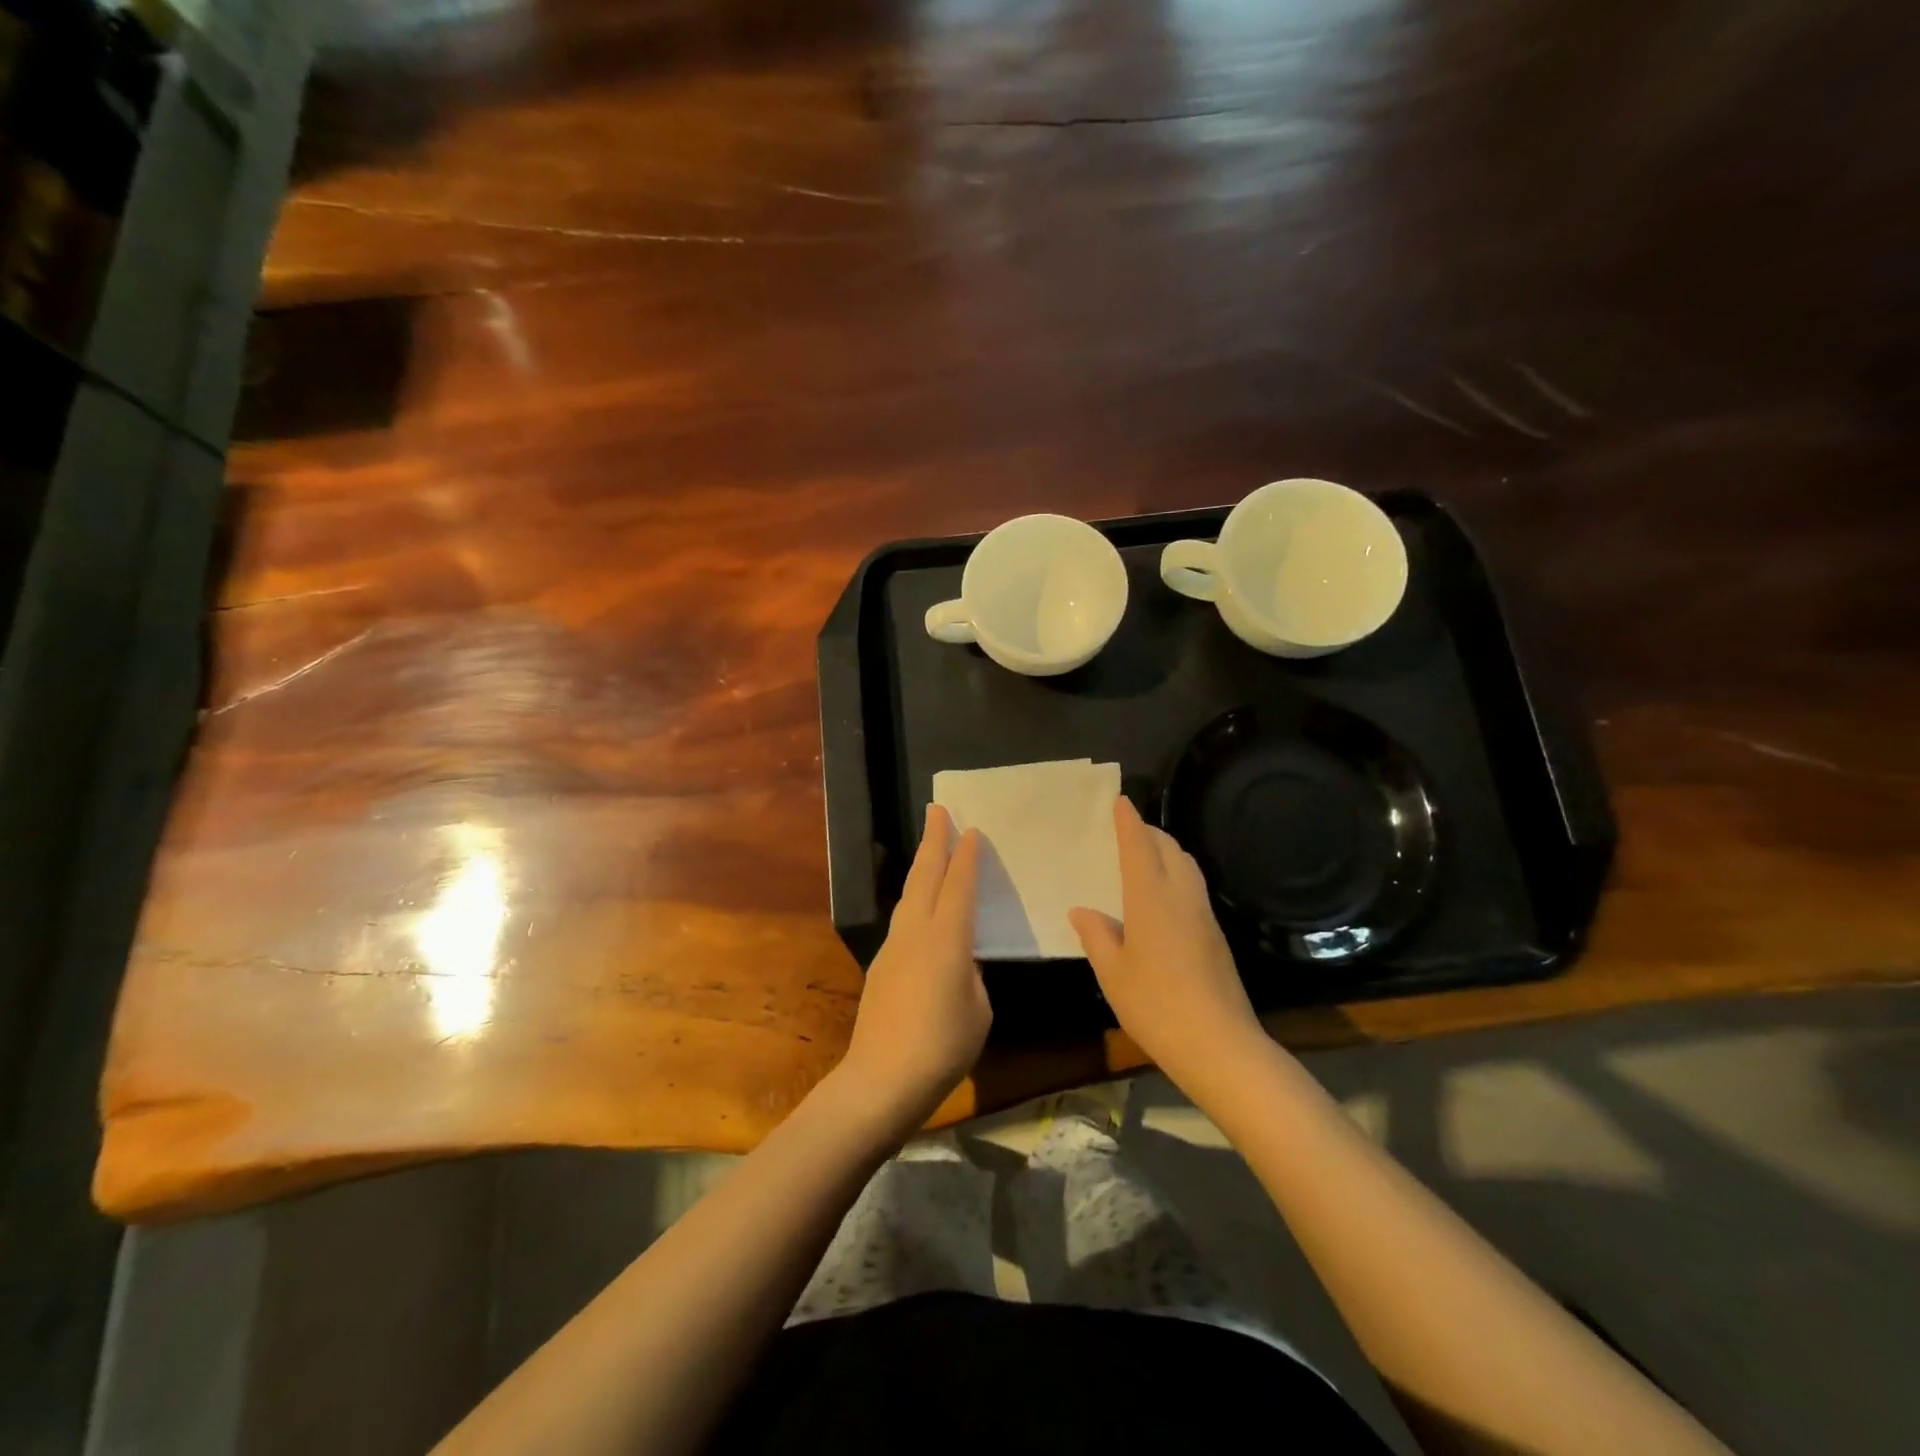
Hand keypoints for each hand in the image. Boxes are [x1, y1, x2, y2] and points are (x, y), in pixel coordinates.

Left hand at [839, 805, 990, 1128]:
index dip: (967, 856)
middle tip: (937, 810)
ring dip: (921, 866)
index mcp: (947, 940)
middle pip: (925, 876)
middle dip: (932, 841)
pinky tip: (921, 907)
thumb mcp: (978, 1011)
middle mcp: (916, 933)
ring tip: (930, 848)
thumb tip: (962, 963)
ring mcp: (894, 947)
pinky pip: (903, 919)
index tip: (971, 829)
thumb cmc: (942, 1047)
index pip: (959, 885)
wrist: (881, 1080)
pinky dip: (915, 899)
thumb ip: (973, 976)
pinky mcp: (881, 965)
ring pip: (909, 894)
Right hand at [1069, 796, 1264, 1092]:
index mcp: (1151, 899)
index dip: (1129, 822)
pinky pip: (1193, 887)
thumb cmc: (1156, 1006)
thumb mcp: (1112, 973)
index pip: (1140, 846)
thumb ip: (1097, 935)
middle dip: (1149, 832)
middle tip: (1127, 829)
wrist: (1220, 1045)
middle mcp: (1182, 897)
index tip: (1120, 801)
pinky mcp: (1216, 935)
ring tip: (1144, 857)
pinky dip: (1176, 875)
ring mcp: (1204, 915)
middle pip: (1170, 849)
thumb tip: (1082, 910)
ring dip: (1166, 851)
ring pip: (1187, 866)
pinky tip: (1161, 897)